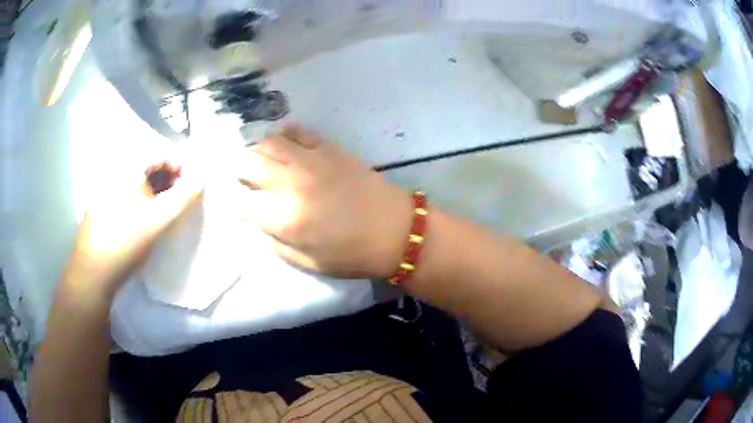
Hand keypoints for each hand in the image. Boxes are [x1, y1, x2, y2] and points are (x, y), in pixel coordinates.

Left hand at [64, 160, 201, 296]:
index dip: (181, 168)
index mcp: (129, 167)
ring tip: (163, 213)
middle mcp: (116, 171)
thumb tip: (202, 177)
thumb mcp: (158, 220)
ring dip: (156, 191)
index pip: (163, 154)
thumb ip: (183, 197)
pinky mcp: (102, 205)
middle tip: (179, 203)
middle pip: (150, 166)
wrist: (93, 272)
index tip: (191, 190)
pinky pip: (127, 193)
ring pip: (139, 181)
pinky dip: (141, 200)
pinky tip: (143, 220)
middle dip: (169, 180)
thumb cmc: (126, 242)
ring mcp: (107, 188)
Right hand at [237, 125, 412, 278]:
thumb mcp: (307, 263)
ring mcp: (310, 161)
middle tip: (245, 177)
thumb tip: (258, 222)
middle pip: (249, 164)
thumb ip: (275, 243)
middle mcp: (291, 184)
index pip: (244, 204)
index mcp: (285, 220)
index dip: (240, 204)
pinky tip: (285, 143)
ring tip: (263, 160)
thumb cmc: (352, 255)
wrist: (396, 231)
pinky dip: (284, 134)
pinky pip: (298, 131)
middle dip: (240, 170)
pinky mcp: (328, 148)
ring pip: (269, 142)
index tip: (243, 205)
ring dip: (258, 150)